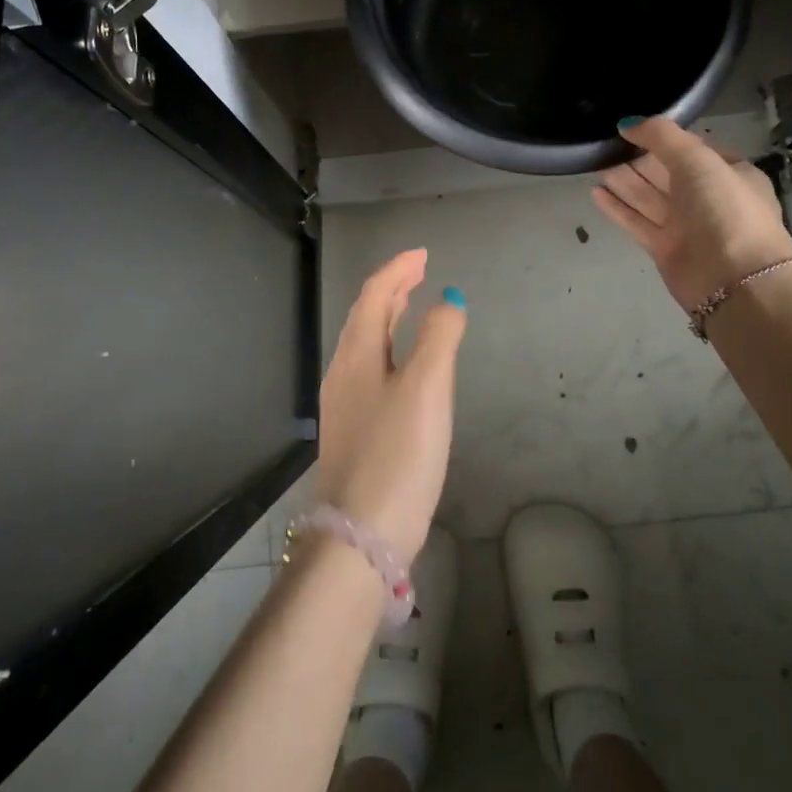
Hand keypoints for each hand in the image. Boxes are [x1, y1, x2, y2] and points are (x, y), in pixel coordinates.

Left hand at [315, 249, 466, 561]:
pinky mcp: (353, 432)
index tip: (423, 254)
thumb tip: (449, 299)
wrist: (361, 536)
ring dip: (387, 317)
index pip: (374, 295)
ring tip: (410, 304)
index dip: (398, 270)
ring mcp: (344, 405)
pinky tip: (404, 367)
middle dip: (391, 289)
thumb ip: (440, 337)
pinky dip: (389, 349)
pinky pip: (370, 369)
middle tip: (418, 271)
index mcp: (356, 354)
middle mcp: (343, 373)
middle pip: (365, 317)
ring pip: (366, 344)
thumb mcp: (427, 388)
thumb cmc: (399, 454)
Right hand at [591, 117, 791, 311]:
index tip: (632, 129)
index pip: (693, 148)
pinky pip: (638, 222)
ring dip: (625, 181)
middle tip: (606, 145)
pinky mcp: (666, 249)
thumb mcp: (697, 158)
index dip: (664, 138)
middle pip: (667, 173)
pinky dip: (618, 208)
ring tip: (595, 164)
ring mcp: (688, 226)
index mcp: (729, 173)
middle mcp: (709, 199)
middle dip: (639, 159)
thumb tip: (627, 123)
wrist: (736, 280)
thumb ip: (661, 136)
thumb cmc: (725, 209)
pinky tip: (595, 193)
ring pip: (650, 198)